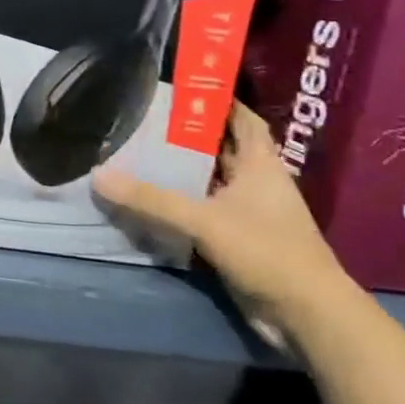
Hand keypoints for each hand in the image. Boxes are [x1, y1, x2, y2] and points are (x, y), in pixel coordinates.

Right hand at [91, 103, 350, 343]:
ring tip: (135, 152)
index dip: (219, 101)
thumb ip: (151, 199)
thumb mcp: (205, 220)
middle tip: (143, 119)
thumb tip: (98, 175)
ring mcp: (247, 213)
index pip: (242, 120)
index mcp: (261, 166)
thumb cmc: (267, 252)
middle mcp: (255, 184)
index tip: (181, 88)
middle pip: (220, 149)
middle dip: (187, 134)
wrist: (306, 315)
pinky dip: (177, 203)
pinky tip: (146, 199)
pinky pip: (200, 211)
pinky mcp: (235, 240)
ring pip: (208, 181)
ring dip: (179, 170)